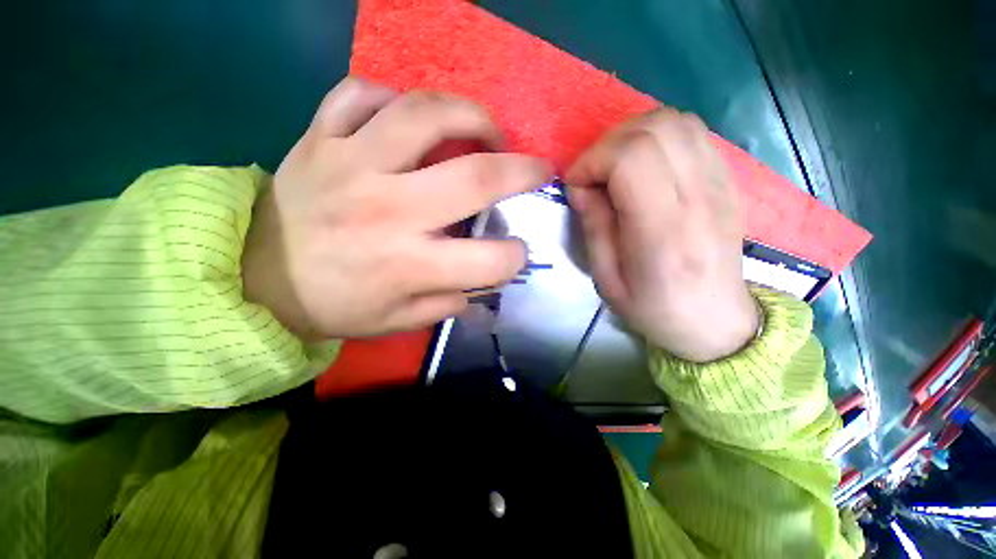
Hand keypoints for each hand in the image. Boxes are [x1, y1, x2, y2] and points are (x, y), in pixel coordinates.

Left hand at [243, 77, 552, 339]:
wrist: (255, 276)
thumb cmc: (333, 304)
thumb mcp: (397, 321)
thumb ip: (446, 304)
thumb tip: (482, 289)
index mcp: (409, 264)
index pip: (489, 260)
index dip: (515, 257)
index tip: (517, 252)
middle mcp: (389, 210)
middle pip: (475, 177)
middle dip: (522, 171)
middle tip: (538, 169)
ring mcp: (351, 164)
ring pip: (424, 114)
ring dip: (470, 115)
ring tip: (486, 130)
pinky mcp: (319, 137)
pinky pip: (361, 94)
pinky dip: (393, 98)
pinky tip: (407, 118)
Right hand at [566, 109, 758, 362]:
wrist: (715, 321)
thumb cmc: (654, 308)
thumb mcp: (607, 279)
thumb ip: (594, 227)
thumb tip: (582, 187)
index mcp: (664, 229)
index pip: (631, 157)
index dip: (593, 161)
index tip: (577, 185)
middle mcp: (699, 196)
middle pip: (655, 128)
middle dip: (609, 145)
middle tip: (594, 176)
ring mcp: (720, 183)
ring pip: (676, 121)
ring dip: (633, 137)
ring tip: (616, 169)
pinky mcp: (727, 180)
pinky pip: (692, 134)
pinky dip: (658, 139)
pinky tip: (644, 169)